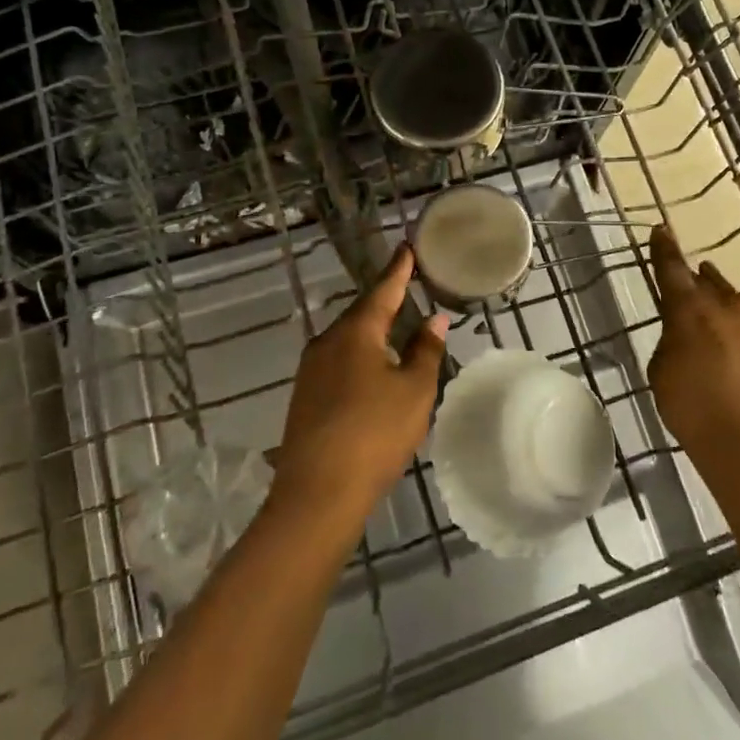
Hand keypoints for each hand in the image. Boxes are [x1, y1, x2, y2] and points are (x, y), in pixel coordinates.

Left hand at [273, 246, 447, 528]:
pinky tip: (373, 369)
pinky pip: (339, 361)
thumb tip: (434, 320)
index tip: (408, 247)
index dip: (399, 269)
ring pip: (348, 339)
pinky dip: (361, 355)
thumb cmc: (375, 433)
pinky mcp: (306, 395)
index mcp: (356, 331)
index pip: (383, 289)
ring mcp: (311, 369)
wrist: (317, 492)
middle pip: (362, 313)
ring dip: (373, 331)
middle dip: (385, 301)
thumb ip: (425, 351)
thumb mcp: (414, 391)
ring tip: (397, 328)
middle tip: (408, 287)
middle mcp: (327, 341)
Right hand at [647, 225, 739, 468]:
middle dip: (693, 275)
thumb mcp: (661, 372)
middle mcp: (723, 310)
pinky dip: (733, 327)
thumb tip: (682, 336)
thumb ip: (669, 343)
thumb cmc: (691, 407)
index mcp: (688, 311)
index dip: (664, 250)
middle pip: (705, 282)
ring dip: (717, 296)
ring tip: (709, 294)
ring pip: (731, 301)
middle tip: (684, 271)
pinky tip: (729, 343)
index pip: (671, 269)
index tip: (661, 230)